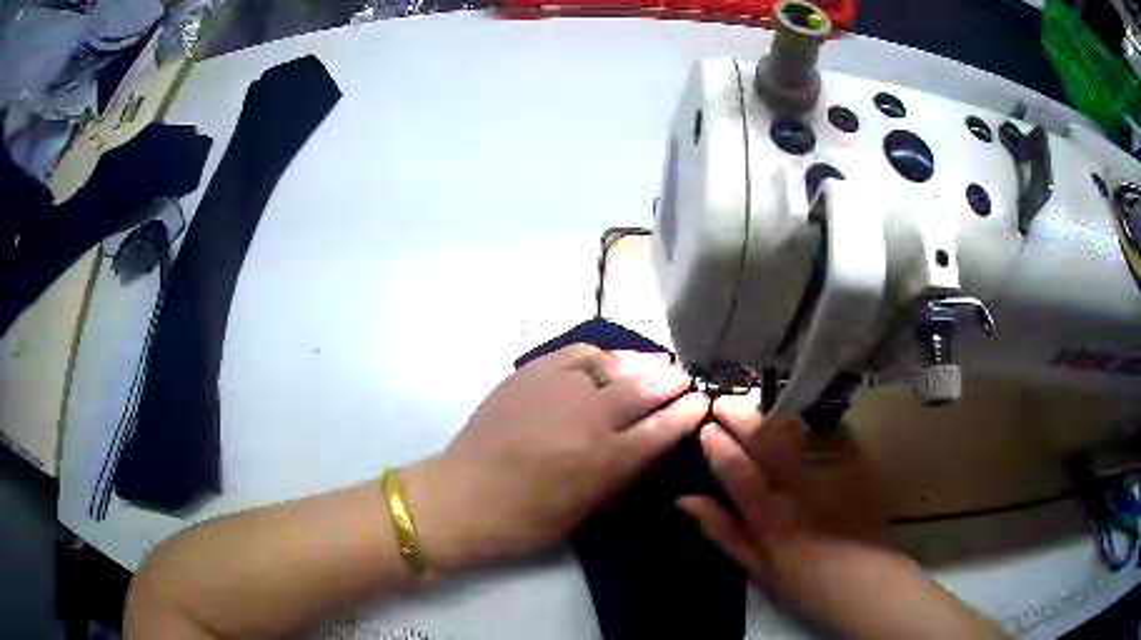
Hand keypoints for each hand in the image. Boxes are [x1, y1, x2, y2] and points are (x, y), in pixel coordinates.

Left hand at [404, 344, 707, 572]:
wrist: (464, 494)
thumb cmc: (527, 518)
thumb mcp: (586, 508)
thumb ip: (622, 473)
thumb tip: (651, 442)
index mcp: (603, 459)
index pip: (661, 428)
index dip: (686, 412)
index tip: (701, 402)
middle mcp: (587, 418)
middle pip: (643, 388)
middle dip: (670, 380)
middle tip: (683, 377)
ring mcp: (557, 390)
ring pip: (612, 363)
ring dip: (640, 361)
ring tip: (655, 361)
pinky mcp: (530, 374)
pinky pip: (575, 353)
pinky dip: (599, 353)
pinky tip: (608, 357)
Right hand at [678, 397, 1001, 637]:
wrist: (863, 579)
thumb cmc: (803, 580)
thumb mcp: (756, 565)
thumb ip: (723, 531)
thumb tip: (686, 500)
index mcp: (771, 520)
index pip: (739, 475)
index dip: (720, 448)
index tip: (707, 428)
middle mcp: (800, 493)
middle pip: (769, 446)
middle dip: (744, 419)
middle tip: (726, 403)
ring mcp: (833, 477)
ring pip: (800, 437)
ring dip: (775, 419)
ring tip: (760, 410)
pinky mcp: (858, 467)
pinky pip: (833, 437)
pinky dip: (813, 428)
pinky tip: (803, 424)